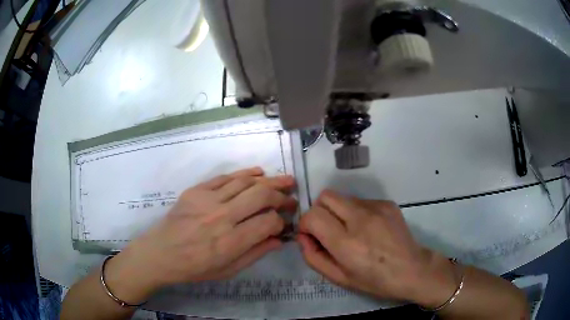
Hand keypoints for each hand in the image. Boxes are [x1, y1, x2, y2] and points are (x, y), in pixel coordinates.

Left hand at [104, 167, 296, 303]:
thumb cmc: (194, 268)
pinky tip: (258, 173)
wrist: (160, 253)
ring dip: (269, 180)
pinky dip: (244, 173)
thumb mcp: (227, 271)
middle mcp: (222, 217)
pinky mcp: (196, 190)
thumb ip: (255, 253)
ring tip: (284, 180)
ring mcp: (207, 200)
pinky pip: (225, 177)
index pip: (268, 222)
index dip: (281, 221)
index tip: (284, 222)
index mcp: (230, 242)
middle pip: (261, 196)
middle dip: (281, 195)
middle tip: (291, 197)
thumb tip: (279, 239)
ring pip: (245, 182)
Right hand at [297, 190, 458, 307]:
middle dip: (320, 211)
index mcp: (346, 243)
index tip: (312, 235)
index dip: (306, 224)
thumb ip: (314, 257)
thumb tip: (302, 236)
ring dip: (339, 211)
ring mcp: (376, 208)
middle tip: (328, 230)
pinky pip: (361, 201)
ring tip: (352, 231)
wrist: (412, 270)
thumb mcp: (339, 278)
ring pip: (343, 197)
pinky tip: (369, 229)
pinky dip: (357, 212)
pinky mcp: (387, 203)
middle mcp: (360, 219)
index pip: (313, 216)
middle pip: (326, 196)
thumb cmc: (374, 280)